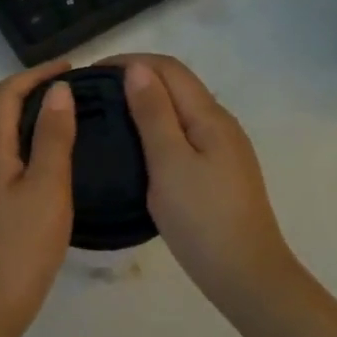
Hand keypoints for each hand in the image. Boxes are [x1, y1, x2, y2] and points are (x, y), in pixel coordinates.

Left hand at [0, 60, 78, 336]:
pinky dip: (30, 149)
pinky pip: (6, 162)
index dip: (35, 74)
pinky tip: (54, 167)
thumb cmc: (20, 247)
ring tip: (71, 124)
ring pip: (4, 139)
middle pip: (1, 112)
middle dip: (35, 93)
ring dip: (33, 122)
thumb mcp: (47, 188)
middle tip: (77, 94)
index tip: (70, 67)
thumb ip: (54, 137)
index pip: (6, 94)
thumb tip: (58, 90)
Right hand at [103, 54, 299, 306]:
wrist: (246, 275)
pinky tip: (137, 145)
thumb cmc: (202, 218)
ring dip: (146, 102)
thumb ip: (153, 113)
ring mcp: (222, 149)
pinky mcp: (218, 171)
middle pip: (176, 84)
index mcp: (209, 116)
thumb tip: (136, 68)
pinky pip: (183, 133)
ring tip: (108, 115)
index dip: (130, 61)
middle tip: (93, 94)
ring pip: (180, 109)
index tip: (91, 72)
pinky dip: (156, 126)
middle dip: (136, 77)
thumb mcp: (169, 162)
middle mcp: (220, 124)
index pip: (169, 68)